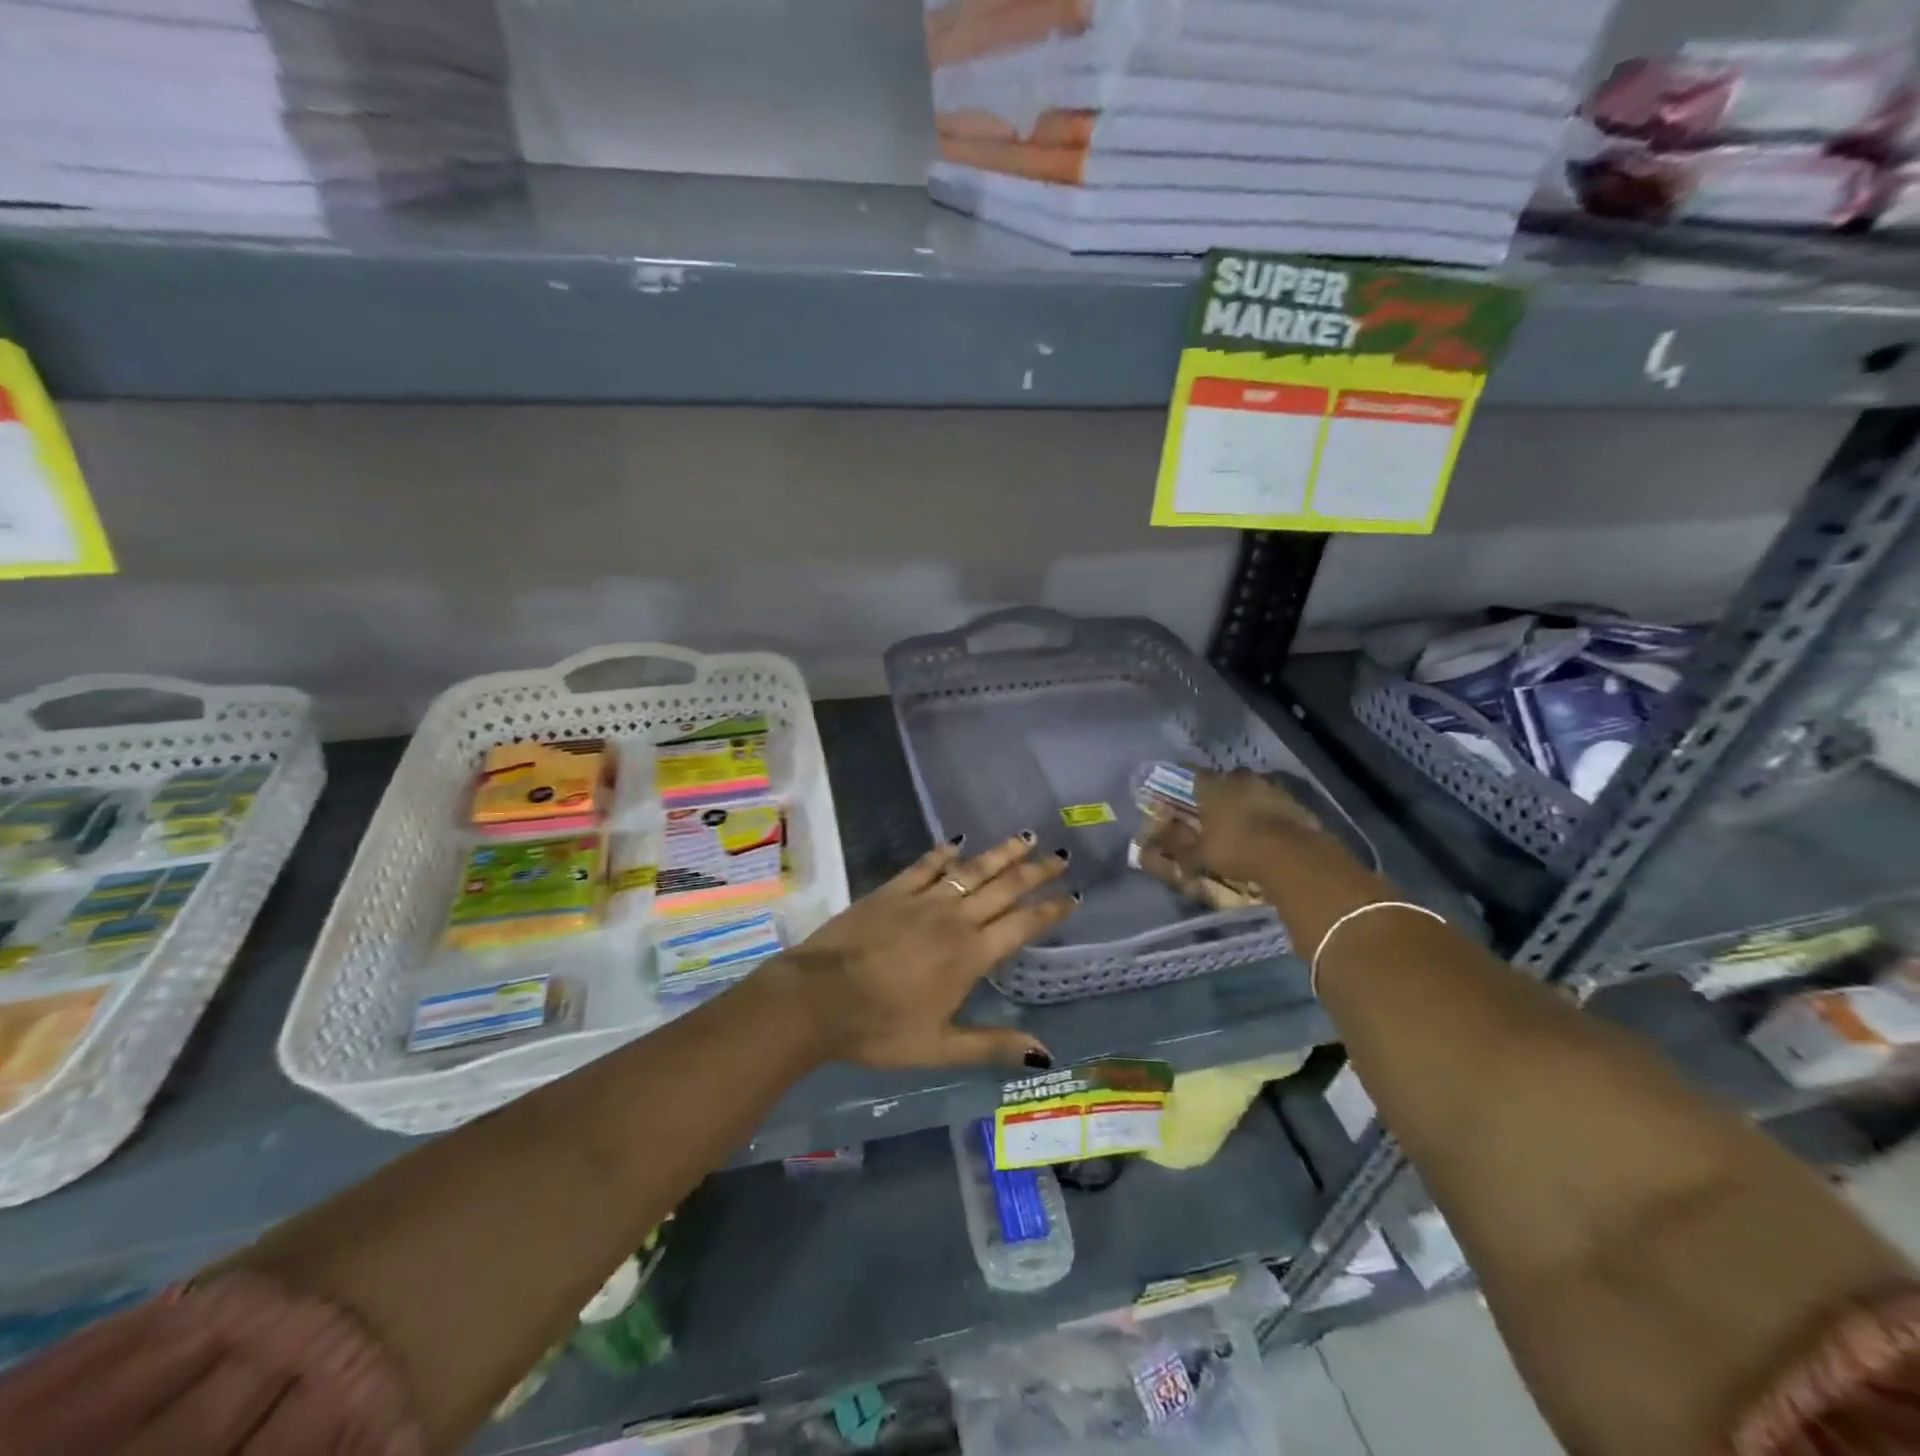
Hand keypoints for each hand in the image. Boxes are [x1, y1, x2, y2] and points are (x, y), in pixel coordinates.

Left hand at [776, 835, 1073, 1069]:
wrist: (818, 997)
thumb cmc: (880, 1028)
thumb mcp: (939, 1048)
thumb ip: (993, 1046)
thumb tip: (1046, 1053)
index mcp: (971, 955)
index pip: (1021, 925)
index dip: (1049, 910)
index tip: (1072, 896)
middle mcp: (954, 919)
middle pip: (1003, 888)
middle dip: (1035, 872)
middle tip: (1060, 856)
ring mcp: (922, 900)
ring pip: (971, 870)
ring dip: (1000, 853)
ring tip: (1025, 837)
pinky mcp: (892, 891)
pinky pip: (926, 865)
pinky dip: (944, 853)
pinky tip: (957, 842)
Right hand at [1191, 768, 1328, 885]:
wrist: (1288, 854)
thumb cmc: (1236, 849)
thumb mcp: (1202, 855)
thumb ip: (1184, 847)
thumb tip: (1167, 844)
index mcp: (1213, 787)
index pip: (1198, 776)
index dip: (1197, 788)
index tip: (1196, 799)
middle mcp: (1240, 779)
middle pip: (1230, 778)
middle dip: (1227, 791)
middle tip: (1224, 812)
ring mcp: (1270, 787)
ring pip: (1256, 788)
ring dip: (1252, 800)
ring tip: (1251, 823)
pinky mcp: (1294, 800)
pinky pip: (1278, 802)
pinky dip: (1274, 812)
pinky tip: (1273, 831)